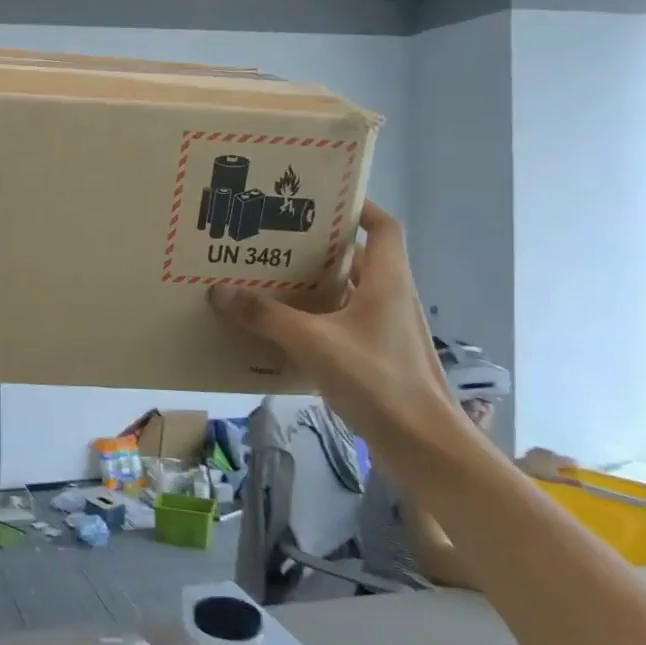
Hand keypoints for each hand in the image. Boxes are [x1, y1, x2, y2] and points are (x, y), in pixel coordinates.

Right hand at [207, 201, 461, 455]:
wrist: (425, 447)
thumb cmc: (379, 382)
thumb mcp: (314, 343)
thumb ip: (266, 316)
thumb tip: (220, 291)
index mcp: (388, 281)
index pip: (383, 227)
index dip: (358, 205)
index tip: (320, 197)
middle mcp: (392, 298)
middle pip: (359, 258)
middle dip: (320, 246)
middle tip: (276, 239)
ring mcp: (387, 330)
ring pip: (350, 292)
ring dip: (316, 284)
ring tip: (271, 278)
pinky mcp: (379, 357)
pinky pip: (344, 322)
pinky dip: (318, 317)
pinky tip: (284, 328)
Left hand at [516, 447, 577, 482]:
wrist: (522, 466)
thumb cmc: (540, 474)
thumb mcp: (556, 479)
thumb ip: (569, 480)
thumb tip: (583, 484)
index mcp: (559, 460)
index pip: (571, 461)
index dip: (575, 465)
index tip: (577, 470)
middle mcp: (552, 453)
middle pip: (561, 458)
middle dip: (563, 462)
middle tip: (562, 469)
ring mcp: (542, 450)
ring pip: (552, 454)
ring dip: (553, 459)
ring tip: (551, 466)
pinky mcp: (534, 449)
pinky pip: (542, 452)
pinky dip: (544, 456)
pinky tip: (541, 462)